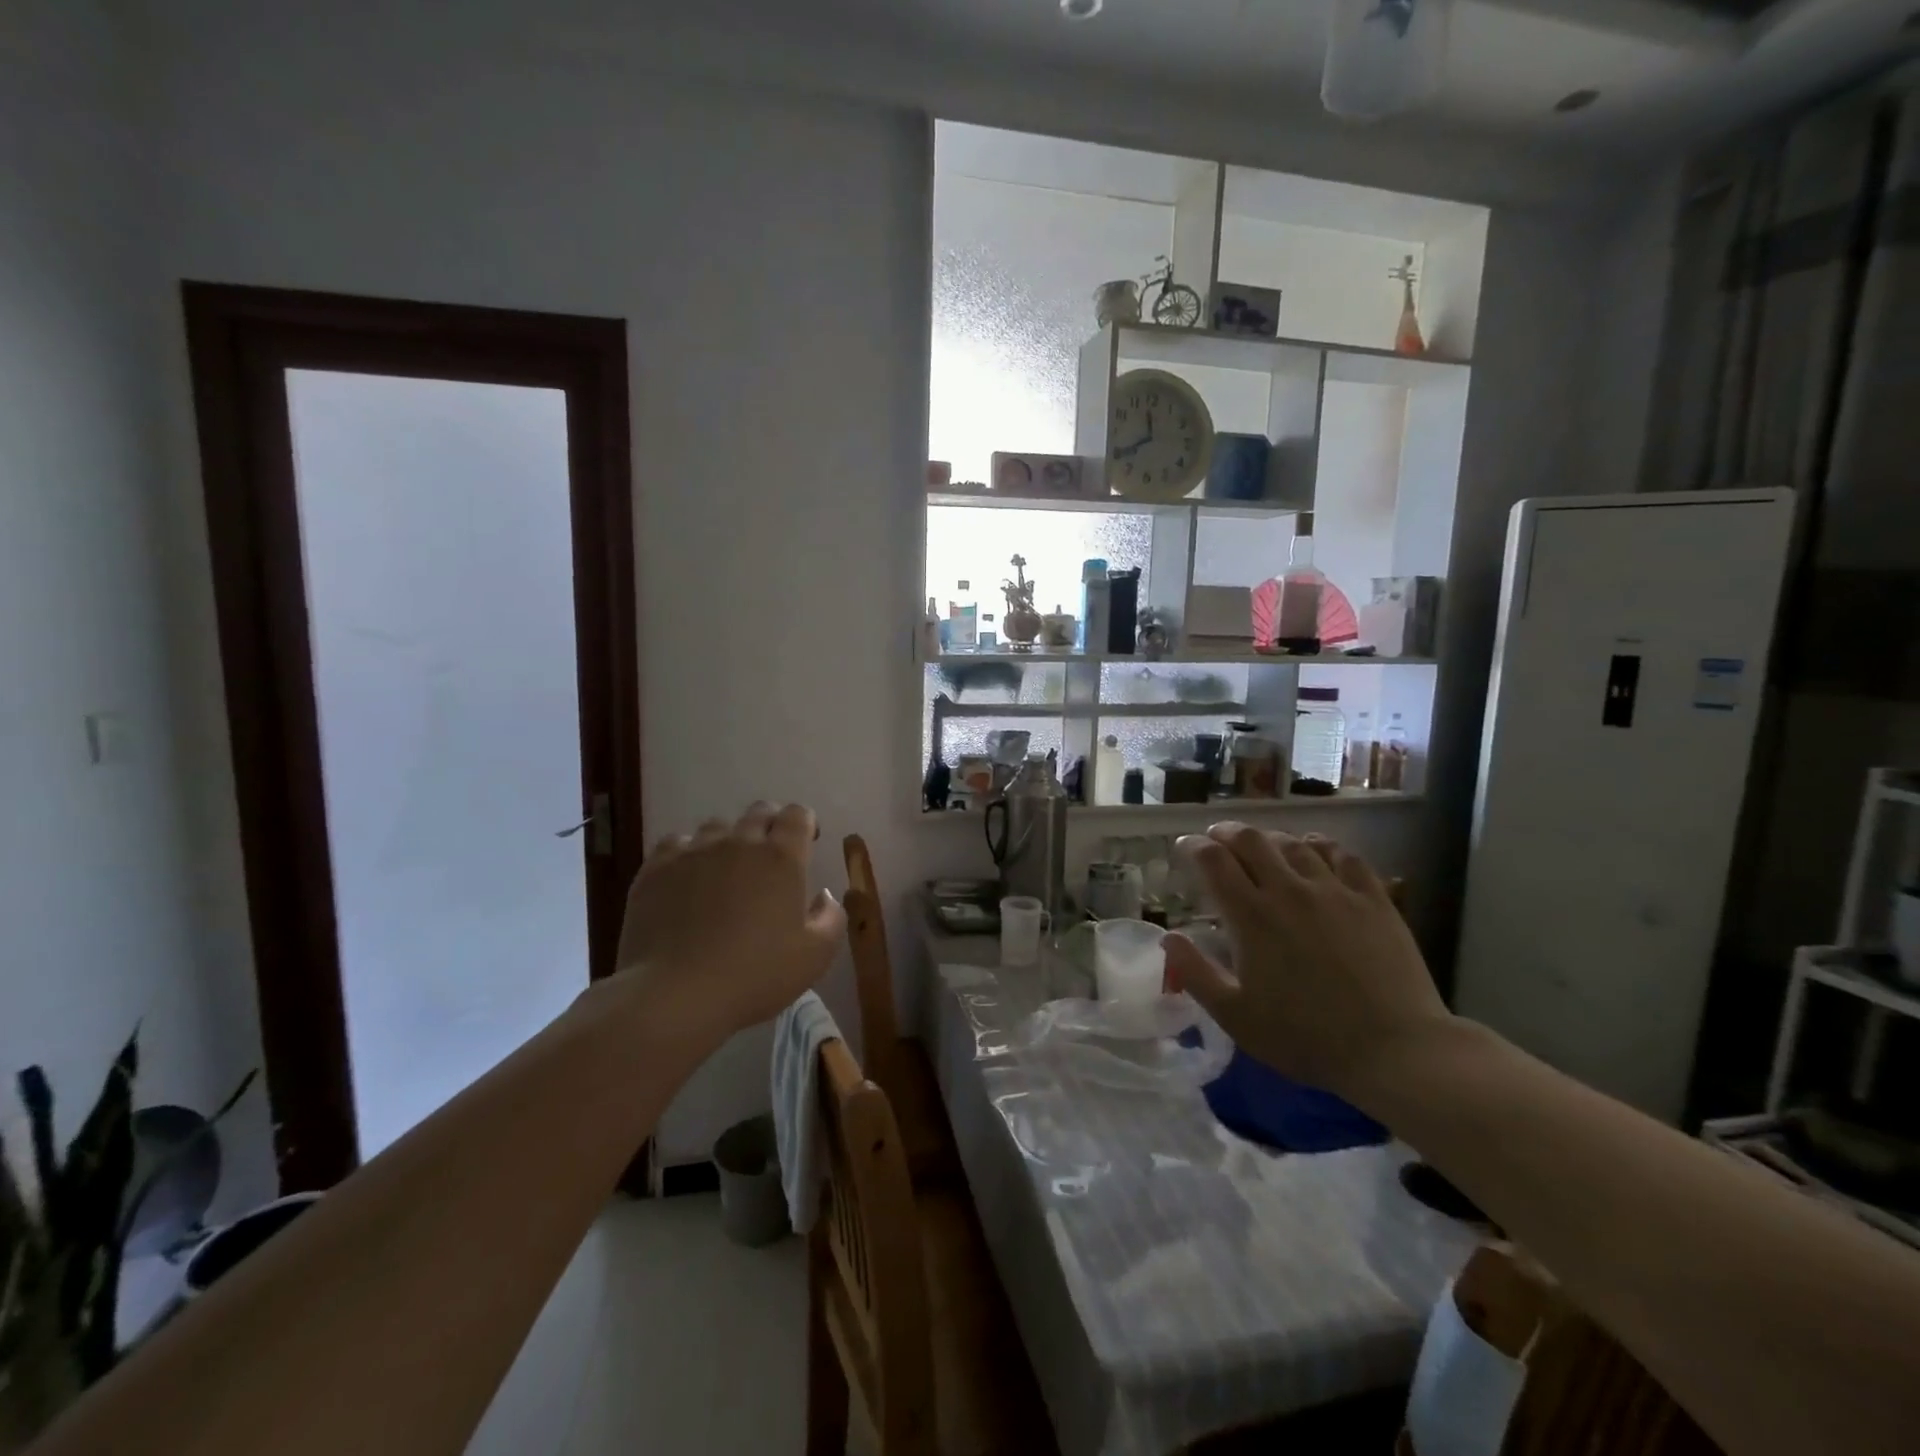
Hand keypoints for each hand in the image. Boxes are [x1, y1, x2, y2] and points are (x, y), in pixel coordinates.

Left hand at [613, 802, 844, 1043]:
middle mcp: (739, 842)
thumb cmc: (755, 975)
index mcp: (781, 858)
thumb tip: (823, 896)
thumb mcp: (815, 956)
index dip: (805, 822)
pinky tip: (687, 879)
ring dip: (728, 841)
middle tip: (770, 856)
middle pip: (758, 812)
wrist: (676, 994)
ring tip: (725, 871)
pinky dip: (688, 853)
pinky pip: (677, 843)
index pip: (797, 814)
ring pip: (717, 827)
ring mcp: (694, 851)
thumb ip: (830, 918)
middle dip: (770, 825)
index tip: (807, 842)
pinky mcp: (656, 868)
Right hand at [1164, 825, 1450, 1103]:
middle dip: (1226, 832)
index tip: (1185, 846)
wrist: (1395, 1050)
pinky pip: (1342, 855)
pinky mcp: (1373, 899)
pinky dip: (1320, 845)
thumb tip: (1168, 938)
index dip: (1194, 846)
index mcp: (1252, 917)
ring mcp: (1335, 891)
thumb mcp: (1236, 1017)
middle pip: (1251, 840)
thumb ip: (1195, 974)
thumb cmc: (1306, 1037)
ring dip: (1269, 838)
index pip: (1214, 861)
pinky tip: (1314, 849)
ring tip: (1261, 843)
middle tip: (1217, 837)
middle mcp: (1289, 891)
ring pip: (1294, 843)